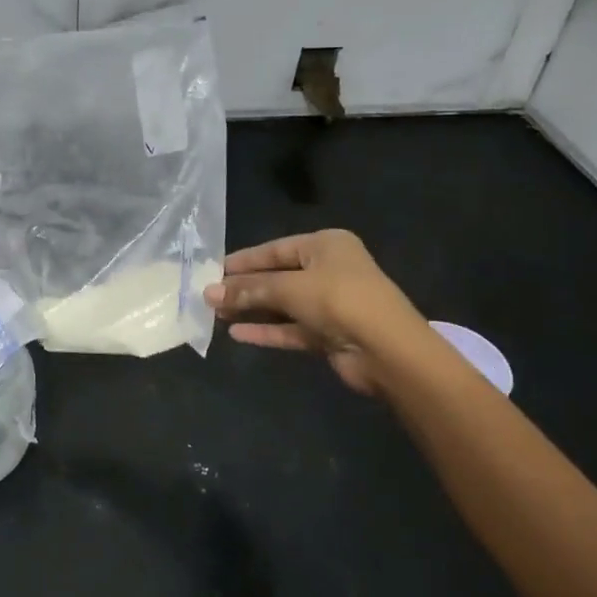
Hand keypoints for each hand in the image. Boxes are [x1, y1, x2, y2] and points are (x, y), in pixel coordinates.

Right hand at [203, 229, 428, 395]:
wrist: (388, 350)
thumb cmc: (339, 300)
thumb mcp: (290, 288)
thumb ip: (249, 290)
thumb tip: (208, 293)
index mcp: (326, 245)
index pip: (275, 249)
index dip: (243, 261)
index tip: (211, 271)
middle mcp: (329, 270)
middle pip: (277, 277)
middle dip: (243, 288)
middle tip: (208, 296)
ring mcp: (330, 304)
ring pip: (282, 304)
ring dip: (252, 309)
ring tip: (216, 315)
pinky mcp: (329, 334)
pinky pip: (290, 328)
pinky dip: (266, 330)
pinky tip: (238, 334)